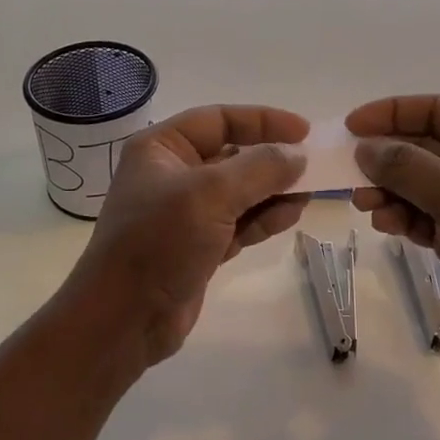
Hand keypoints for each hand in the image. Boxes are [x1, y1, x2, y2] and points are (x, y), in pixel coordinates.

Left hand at [68, 105, 308, 368]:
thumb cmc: (159, 242)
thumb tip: (297, 156)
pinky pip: (239, 222)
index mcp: (162, 148)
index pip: (218, 119)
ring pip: (240, 192)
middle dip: (272, 159)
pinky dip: (264, 218)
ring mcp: (186, 214)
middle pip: (232, 155)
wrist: (124, 320)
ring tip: (310, 192)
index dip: (262, 120)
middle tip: (315, 165)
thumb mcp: (210, 195)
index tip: (304, 131)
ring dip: (274, 190)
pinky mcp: (199, 246)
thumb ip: (259, 169)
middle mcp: (172, 174)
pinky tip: (292, 215)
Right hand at [347, 95, 439, 354]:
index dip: (392, 113)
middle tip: (349, 172)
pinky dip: (401, 216)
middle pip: (421, 146)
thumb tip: (364, 148)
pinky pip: (420, 213)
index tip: (352, 126)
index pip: (436, 109)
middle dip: (386, 159)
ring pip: (415, 182)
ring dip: (388, 191)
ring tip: (365, 205)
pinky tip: (386, 225)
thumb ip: (406, 166)